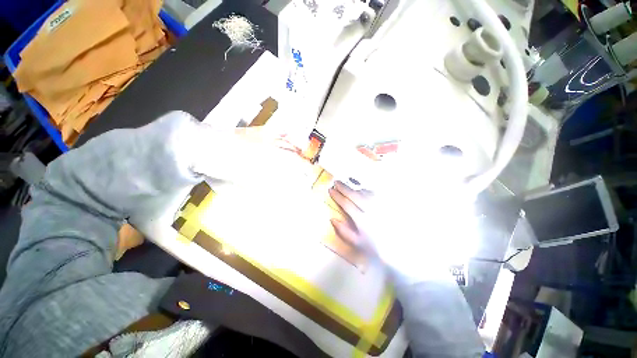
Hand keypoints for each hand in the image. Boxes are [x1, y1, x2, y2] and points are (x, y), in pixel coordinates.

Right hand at [328, 181, 455, 282]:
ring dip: (355, 188)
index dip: (337, 196)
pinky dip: (367, 190)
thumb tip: (332, 219)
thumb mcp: (358, 243)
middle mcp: (370, 210)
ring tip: (348, 185)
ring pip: (365, 192)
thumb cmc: (377, 248)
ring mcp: (380, 206)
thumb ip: (344, 231)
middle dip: (344, 187)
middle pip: (354, 195)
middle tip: (336, 181)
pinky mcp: (388, 204)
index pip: (346, 204)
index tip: (330, 190)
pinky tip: (363, 190)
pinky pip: (375, 193)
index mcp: (362, 220)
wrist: (402, 250)